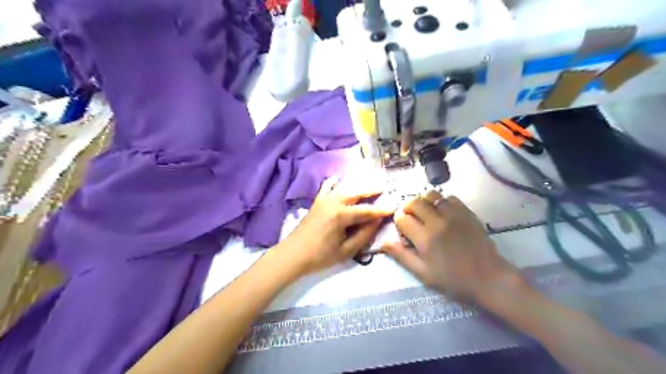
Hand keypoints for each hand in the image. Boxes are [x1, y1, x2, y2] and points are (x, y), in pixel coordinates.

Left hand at [277, 175, 393, 277]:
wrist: (293, 254)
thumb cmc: (320, 256)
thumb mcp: (346, 250)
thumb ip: (363, 234)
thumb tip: (377, 220)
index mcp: (341, 216)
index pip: (367, 210)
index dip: (381, 209)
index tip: (394, 206)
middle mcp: (333, 202)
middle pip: (356, 192)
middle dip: (371, 189)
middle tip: (384, 187)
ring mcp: (323, 200)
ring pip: (344, 187)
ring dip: (358, 185)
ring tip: (369, 184)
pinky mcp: (317, 201)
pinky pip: (327, 187)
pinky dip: (335, 182)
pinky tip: (340, 180)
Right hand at [383, 191, 522, 301]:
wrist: (488, 277)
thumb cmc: (453, 279)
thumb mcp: (423, 273)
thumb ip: (402, 256)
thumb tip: (383, 242)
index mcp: (424, 239)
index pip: (402, 218)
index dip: (398, 220)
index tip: (402, 226)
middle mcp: (437, 222)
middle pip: (414, 202)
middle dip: (407, 207)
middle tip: (411, 216)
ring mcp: (453, 214)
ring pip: (431, 195)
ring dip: (424, 200)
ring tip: (426, 211)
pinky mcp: (466, 212)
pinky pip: (449, 197)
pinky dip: (442, 201)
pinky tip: (443, 212)